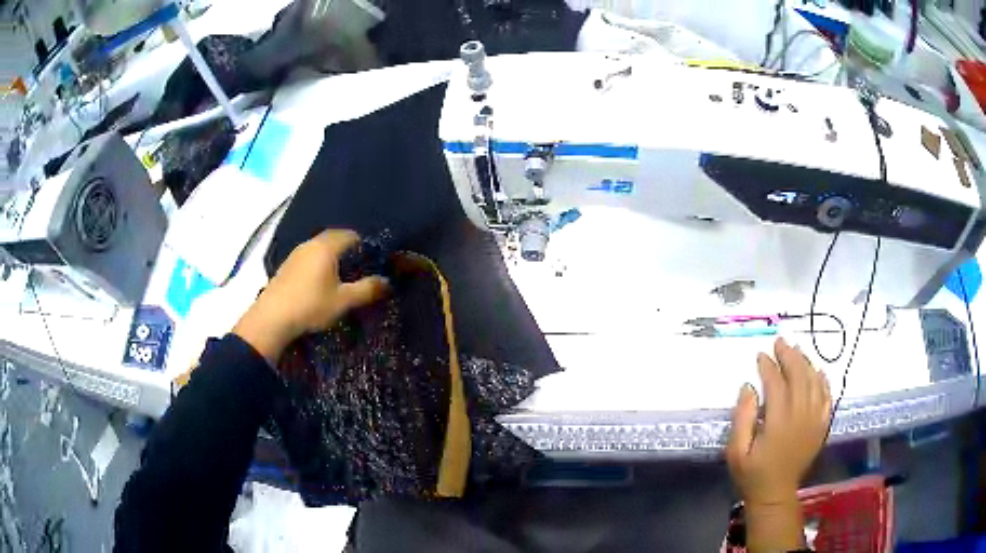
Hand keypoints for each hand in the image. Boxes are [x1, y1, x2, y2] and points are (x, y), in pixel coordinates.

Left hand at [233, 230, 388, 363]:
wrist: (272, 318)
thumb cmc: (311, 305)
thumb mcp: (343, 301)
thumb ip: (367, 289)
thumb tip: (387, 282)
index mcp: (327, 247)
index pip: (351, 235)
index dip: (365, 245)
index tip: (373, 260)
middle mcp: (310, 244)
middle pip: (334, 238)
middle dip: (348, 249)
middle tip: (360, 268)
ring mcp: (295, 254)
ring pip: (320, 248)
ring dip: (332, 257)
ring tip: (341, 276)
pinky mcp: (286, 266)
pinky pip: (309, 257)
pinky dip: (319, 264)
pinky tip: (320, 282)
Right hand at [727, 337, 831, 504]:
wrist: (775, 494)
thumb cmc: (751, 473)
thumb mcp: (736, 451)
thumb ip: (741, 418)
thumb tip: (748, 386)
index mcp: (778, 423)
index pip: (776, 384)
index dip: (769, 367)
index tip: (760, 356)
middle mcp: (800, 417)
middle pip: (799, 377)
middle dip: (789, 356)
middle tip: (780, 342)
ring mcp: (814, 420)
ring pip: (814, 382)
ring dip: (805, 363)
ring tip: (796, 351)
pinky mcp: (821, 425)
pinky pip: (826, 396)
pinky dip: (822, 380)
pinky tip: (817, 371)